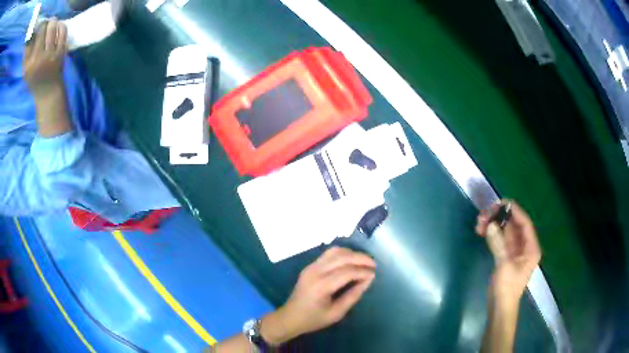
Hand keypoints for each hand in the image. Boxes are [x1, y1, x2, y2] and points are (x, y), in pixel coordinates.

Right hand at [23, 20, 67, 94]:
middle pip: (45, 29)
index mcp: (31, 63)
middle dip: (47, 23)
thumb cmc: (34, 80)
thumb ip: (27, 55)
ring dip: (54, 22)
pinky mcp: (61, 51)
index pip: (36, 37)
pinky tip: (59, 26)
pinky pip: (63, 31)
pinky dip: (61, 25)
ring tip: (52, 24)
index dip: (40, 27)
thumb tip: (30, 38)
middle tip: (47, 23)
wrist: (47, 91)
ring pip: (54, 27)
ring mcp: (51, 54)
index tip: (41, 26)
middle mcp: (40, 57)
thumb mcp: (26, 71)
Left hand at [261, 247, 375, 344]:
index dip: (363, 271)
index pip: (347, 272)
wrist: (290, 317)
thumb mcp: (336, 313)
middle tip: (374, 264)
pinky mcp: (310, 266)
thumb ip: (353, 295)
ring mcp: (311, 267)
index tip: (374, 274)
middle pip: (341, 257)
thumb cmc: (313, 319)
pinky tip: (351, 261)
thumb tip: (368, 279)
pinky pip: (328, 254)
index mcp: (321, 286)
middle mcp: (315, 272)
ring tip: (364, 262)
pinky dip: (342, 254)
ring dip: (351, 254)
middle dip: (360, 258)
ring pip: (334, 251)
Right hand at [476, 200, 541, 306]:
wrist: (500, 308)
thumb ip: (498, 244)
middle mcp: (524, 246)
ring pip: (505, 231)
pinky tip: (482, 231)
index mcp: (531, 248)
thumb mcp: (504, 265)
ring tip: (479, 223)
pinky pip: (499, 239)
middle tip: (485, 214)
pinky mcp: (505, 256)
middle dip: (500, 218)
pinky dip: (492, 234)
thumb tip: (491, 224)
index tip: (500, 203)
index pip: (525, 223)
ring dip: (494, 225)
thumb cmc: (507, 288)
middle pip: (514, 225)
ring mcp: (514, 251)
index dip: (514, 211)